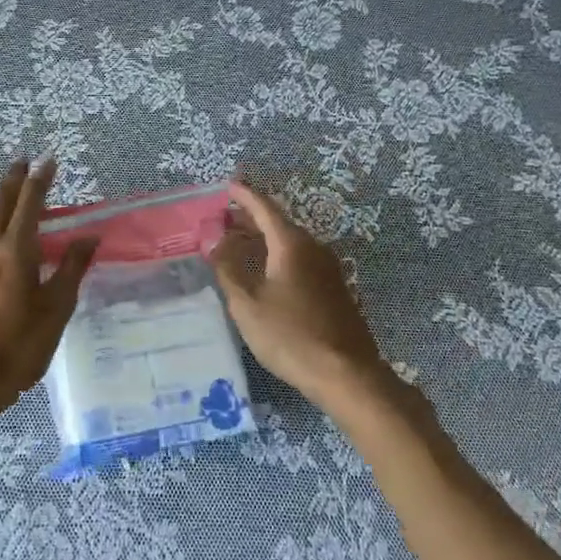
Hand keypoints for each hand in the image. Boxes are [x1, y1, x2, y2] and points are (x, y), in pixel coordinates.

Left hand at [0, 159, 97, 419]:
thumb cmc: (17, 346)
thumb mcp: (55, 310)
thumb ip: (72, 269)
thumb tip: (89, 236)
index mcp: (15, 251)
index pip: (29, 203)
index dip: (40, 180)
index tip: (48, 160)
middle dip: (13, 179)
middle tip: (22, 161)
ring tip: (4, 186)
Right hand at [212, 181, 393, 413]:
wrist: (346, 374)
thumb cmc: (290, 336)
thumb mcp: (247, 304)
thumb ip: (228, 267)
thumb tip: (214, 238)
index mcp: (291, 244)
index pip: (264, 208)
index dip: (245, 195)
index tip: (228, 185)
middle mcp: (313, 248)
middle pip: (278, 223)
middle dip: (250, 218)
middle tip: (223, 218)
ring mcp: (327, 269)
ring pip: (289, 242)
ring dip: (263, 238)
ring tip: (237, 243)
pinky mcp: (333, 289)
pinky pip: (299, 259)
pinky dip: (277, 256)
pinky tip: (264, 272)